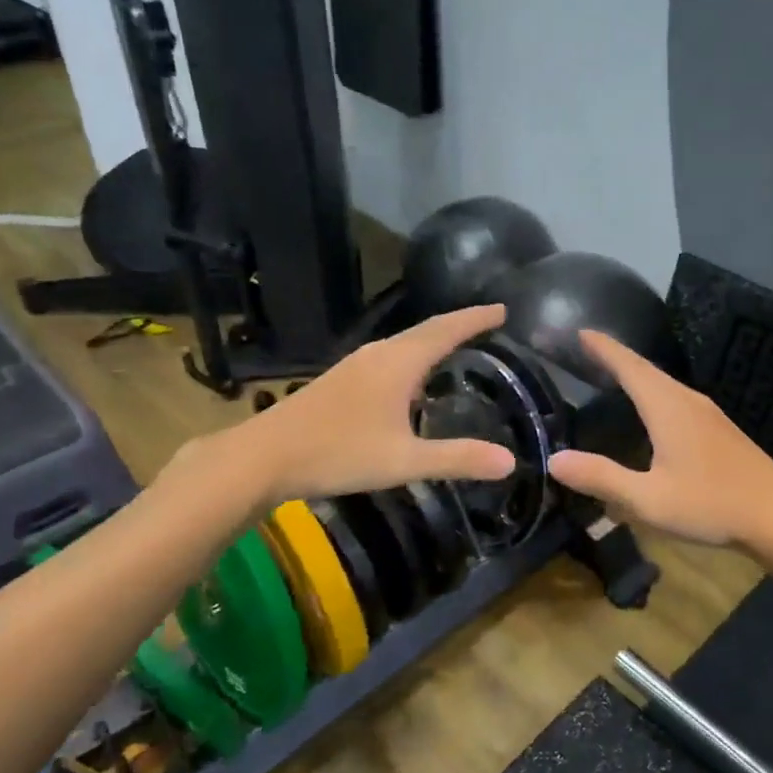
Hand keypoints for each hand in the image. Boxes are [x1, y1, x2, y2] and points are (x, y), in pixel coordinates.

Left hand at [202, 306, 518, 509]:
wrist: (262, 457)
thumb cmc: (337, 453)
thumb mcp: (404, 461)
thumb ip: (457, 459)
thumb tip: (510, 462)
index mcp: (398, 363)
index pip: (446, 330)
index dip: (476, 319)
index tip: (504, 310)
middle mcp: (379, 354)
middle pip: (426, 330)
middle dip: (460, 324)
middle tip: (490, 322)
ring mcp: (356, 365)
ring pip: (406, 342)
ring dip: (435, 338)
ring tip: (460, 345)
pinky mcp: (342, 379)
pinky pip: (390, 356)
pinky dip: (414, 355)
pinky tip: (413, 378)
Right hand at [546, 331, 772, 552]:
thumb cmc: (711, 504)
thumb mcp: (649, 499)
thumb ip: (602, 478)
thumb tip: (554, 460)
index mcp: (668, 407)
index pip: (629, 366)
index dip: (604, 349)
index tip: (580, 332)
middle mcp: (688, 401)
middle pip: (647, 370)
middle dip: (616, 357)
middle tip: (588, 349)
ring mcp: (708, 414)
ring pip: (664, 384)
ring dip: (637, 374)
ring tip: (613, 374)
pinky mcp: (719, 430)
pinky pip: (676, 398)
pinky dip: (654, 392)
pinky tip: (652, 411)